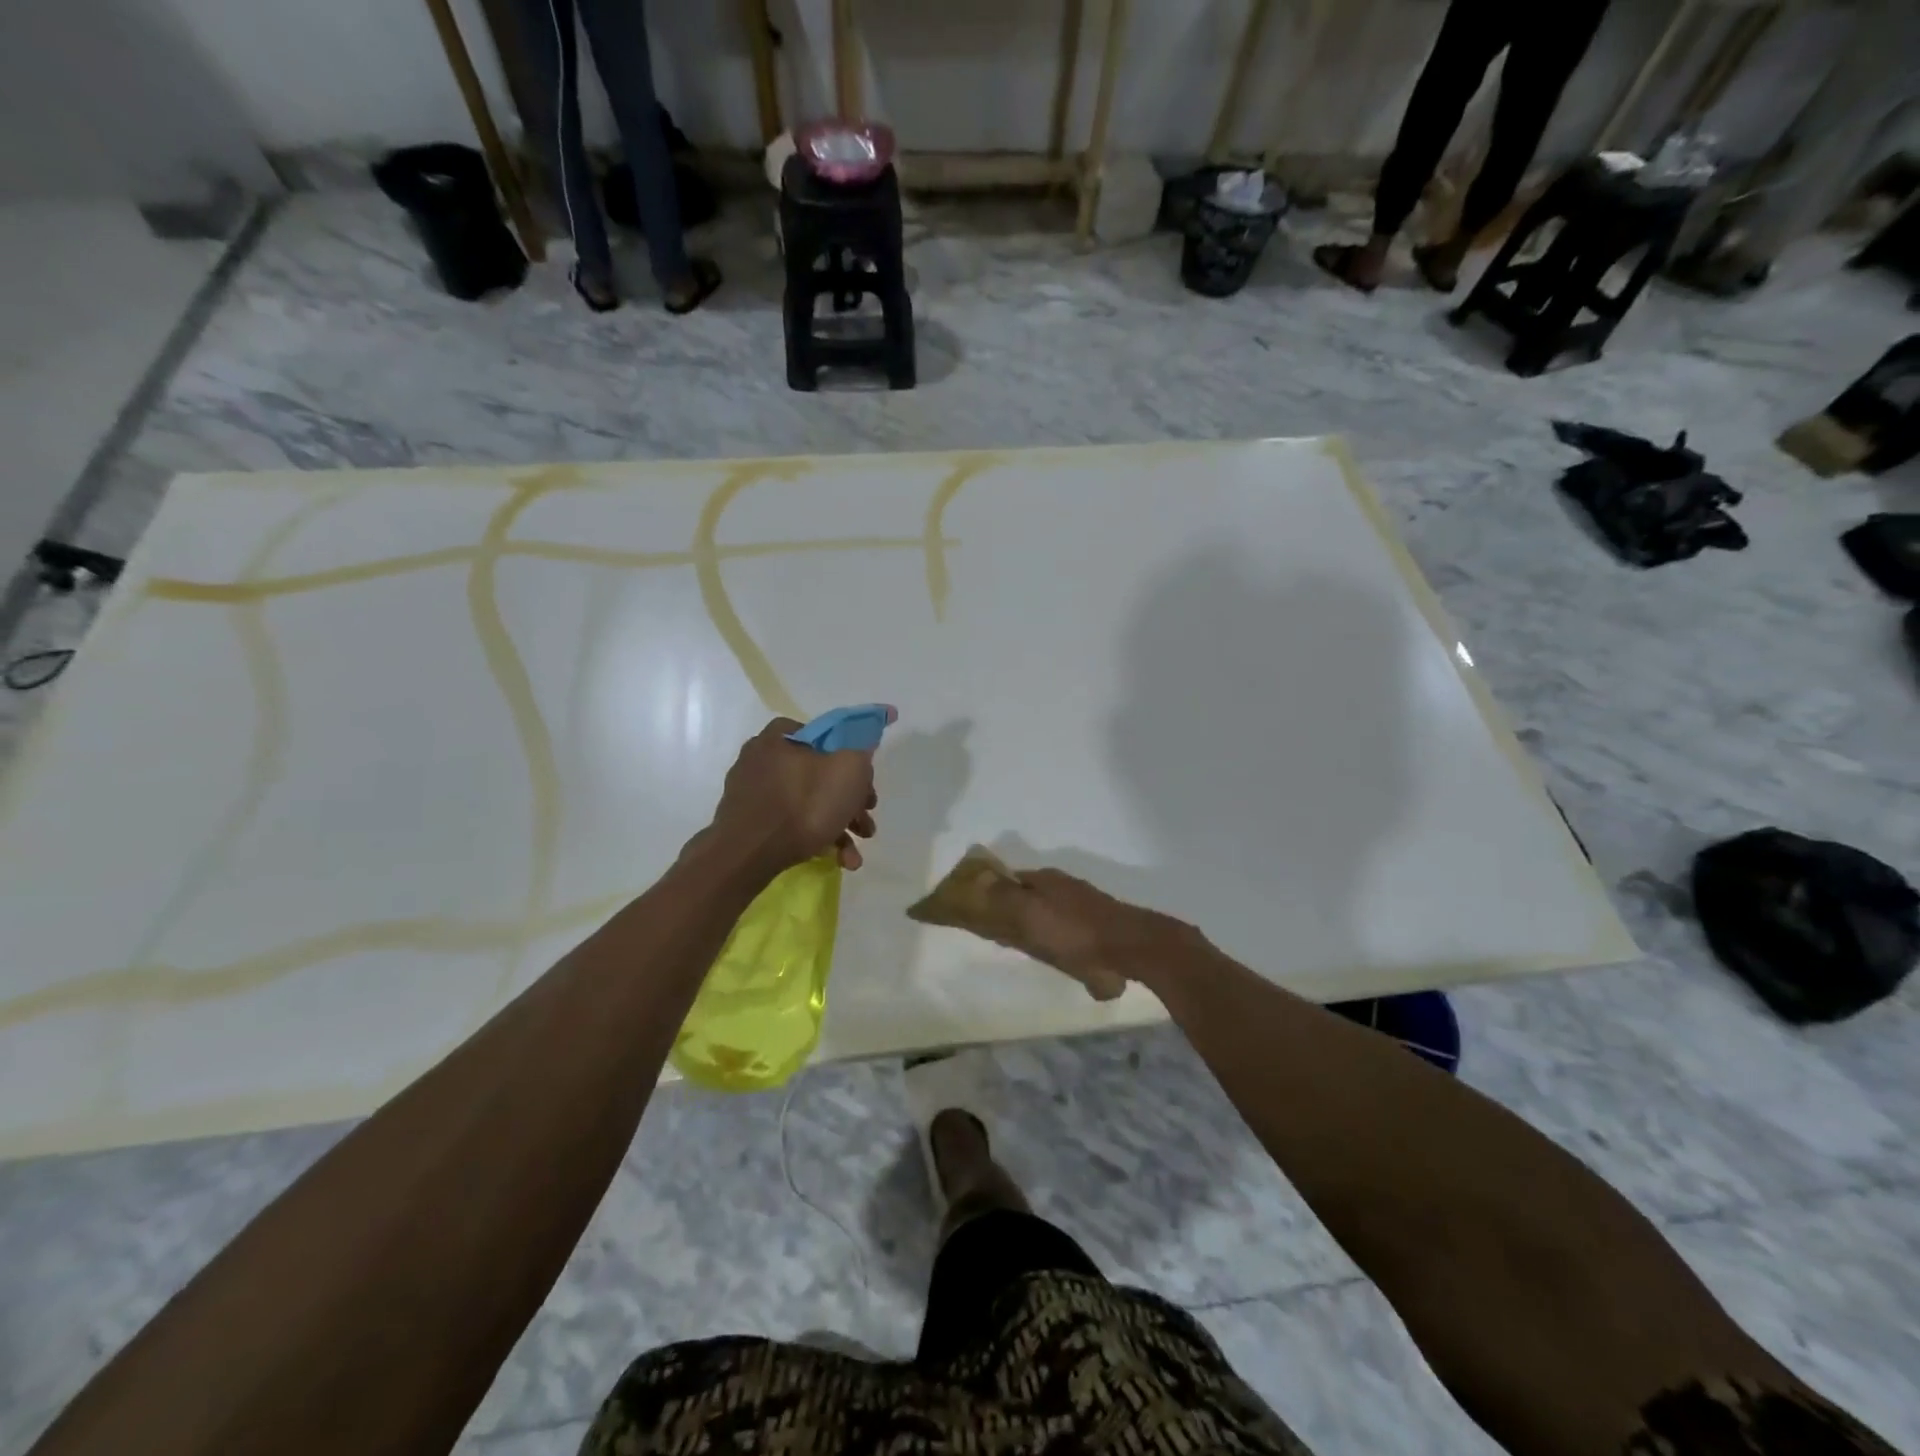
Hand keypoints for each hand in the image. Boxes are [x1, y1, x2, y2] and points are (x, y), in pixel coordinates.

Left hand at [706, 714, 889, 874]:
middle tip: (865, 822)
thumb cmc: (803, 805)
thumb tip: (867, 733)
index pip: (824, 735)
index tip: (865, 782)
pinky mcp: (748, 823)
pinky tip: (836, 860)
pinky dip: (815, 838)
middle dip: (849, 802)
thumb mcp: (848, 767)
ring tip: (853, 856)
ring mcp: (752, 793)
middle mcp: (762, 759)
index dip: (850, 756)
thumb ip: (862, 746)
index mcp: (781, 737)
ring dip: (838, 826)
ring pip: (807, 803)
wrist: (748, 856)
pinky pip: (789, 824)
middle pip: (819, 774)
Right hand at [976, 868, 1201, 1001]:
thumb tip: (976, 880)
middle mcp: (1064, 887)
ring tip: (1029, 948)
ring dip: (1037, 925)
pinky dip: (1057, 939)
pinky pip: (1067, 930)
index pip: (1009, 879)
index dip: (992, 893)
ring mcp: (1084, 906)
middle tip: (1001, 934)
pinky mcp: (1099, 926)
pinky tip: (1060, 956)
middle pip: (1029, 896)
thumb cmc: (1074, 932)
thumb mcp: (1030, 914)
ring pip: (1049, 912)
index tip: (977, 912)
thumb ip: (1002, 898)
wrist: (1130, 947)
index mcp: (1045, 879)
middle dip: (1013, 910)